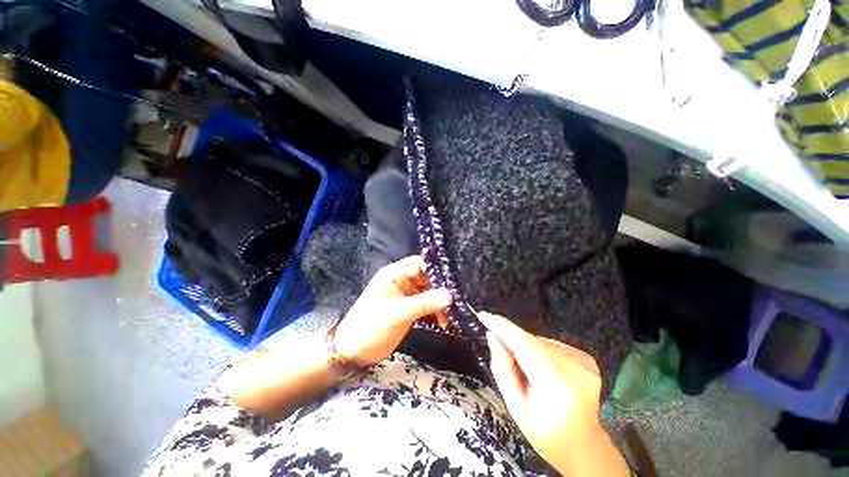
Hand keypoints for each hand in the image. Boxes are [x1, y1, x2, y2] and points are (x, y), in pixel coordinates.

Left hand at [333, 256, 452, 366]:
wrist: (353, 352)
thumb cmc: (371, 327)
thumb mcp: (398, 314)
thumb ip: (425, 303)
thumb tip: (451, 295)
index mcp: (395, 274)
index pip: (420, 263)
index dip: (437, 269)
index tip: (457, 279)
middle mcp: (402, 280)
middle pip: (427, 277)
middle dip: (442, 287)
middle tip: (460, 298)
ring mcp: (406, 294)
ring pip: (428, 291)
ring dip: (440, 301)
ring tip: (455, 312)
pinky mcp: (408, 307)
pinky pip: (426, 304)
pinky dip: (435, 311)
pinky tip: (445, 321)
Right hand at [477, 312, 629, 476]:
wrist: (583, 445)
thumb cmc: (544, 431)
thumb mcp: (515, 406)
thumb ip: (502, 368)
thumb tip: (493, 335)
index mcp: (558, 387)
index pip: (526, 346)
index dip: (504, 328)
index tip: (484, 316)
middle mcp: (576, 370)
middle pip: (532, 342)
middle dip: (513, 341)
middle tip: (502, 352)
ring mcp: (585, 363)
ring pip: (541, 341)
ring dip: (527, 348)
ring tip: (528, 370)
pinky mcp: (587, 358)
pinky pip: (552, 345)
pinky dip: (541, 351)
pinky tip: (544, 371)